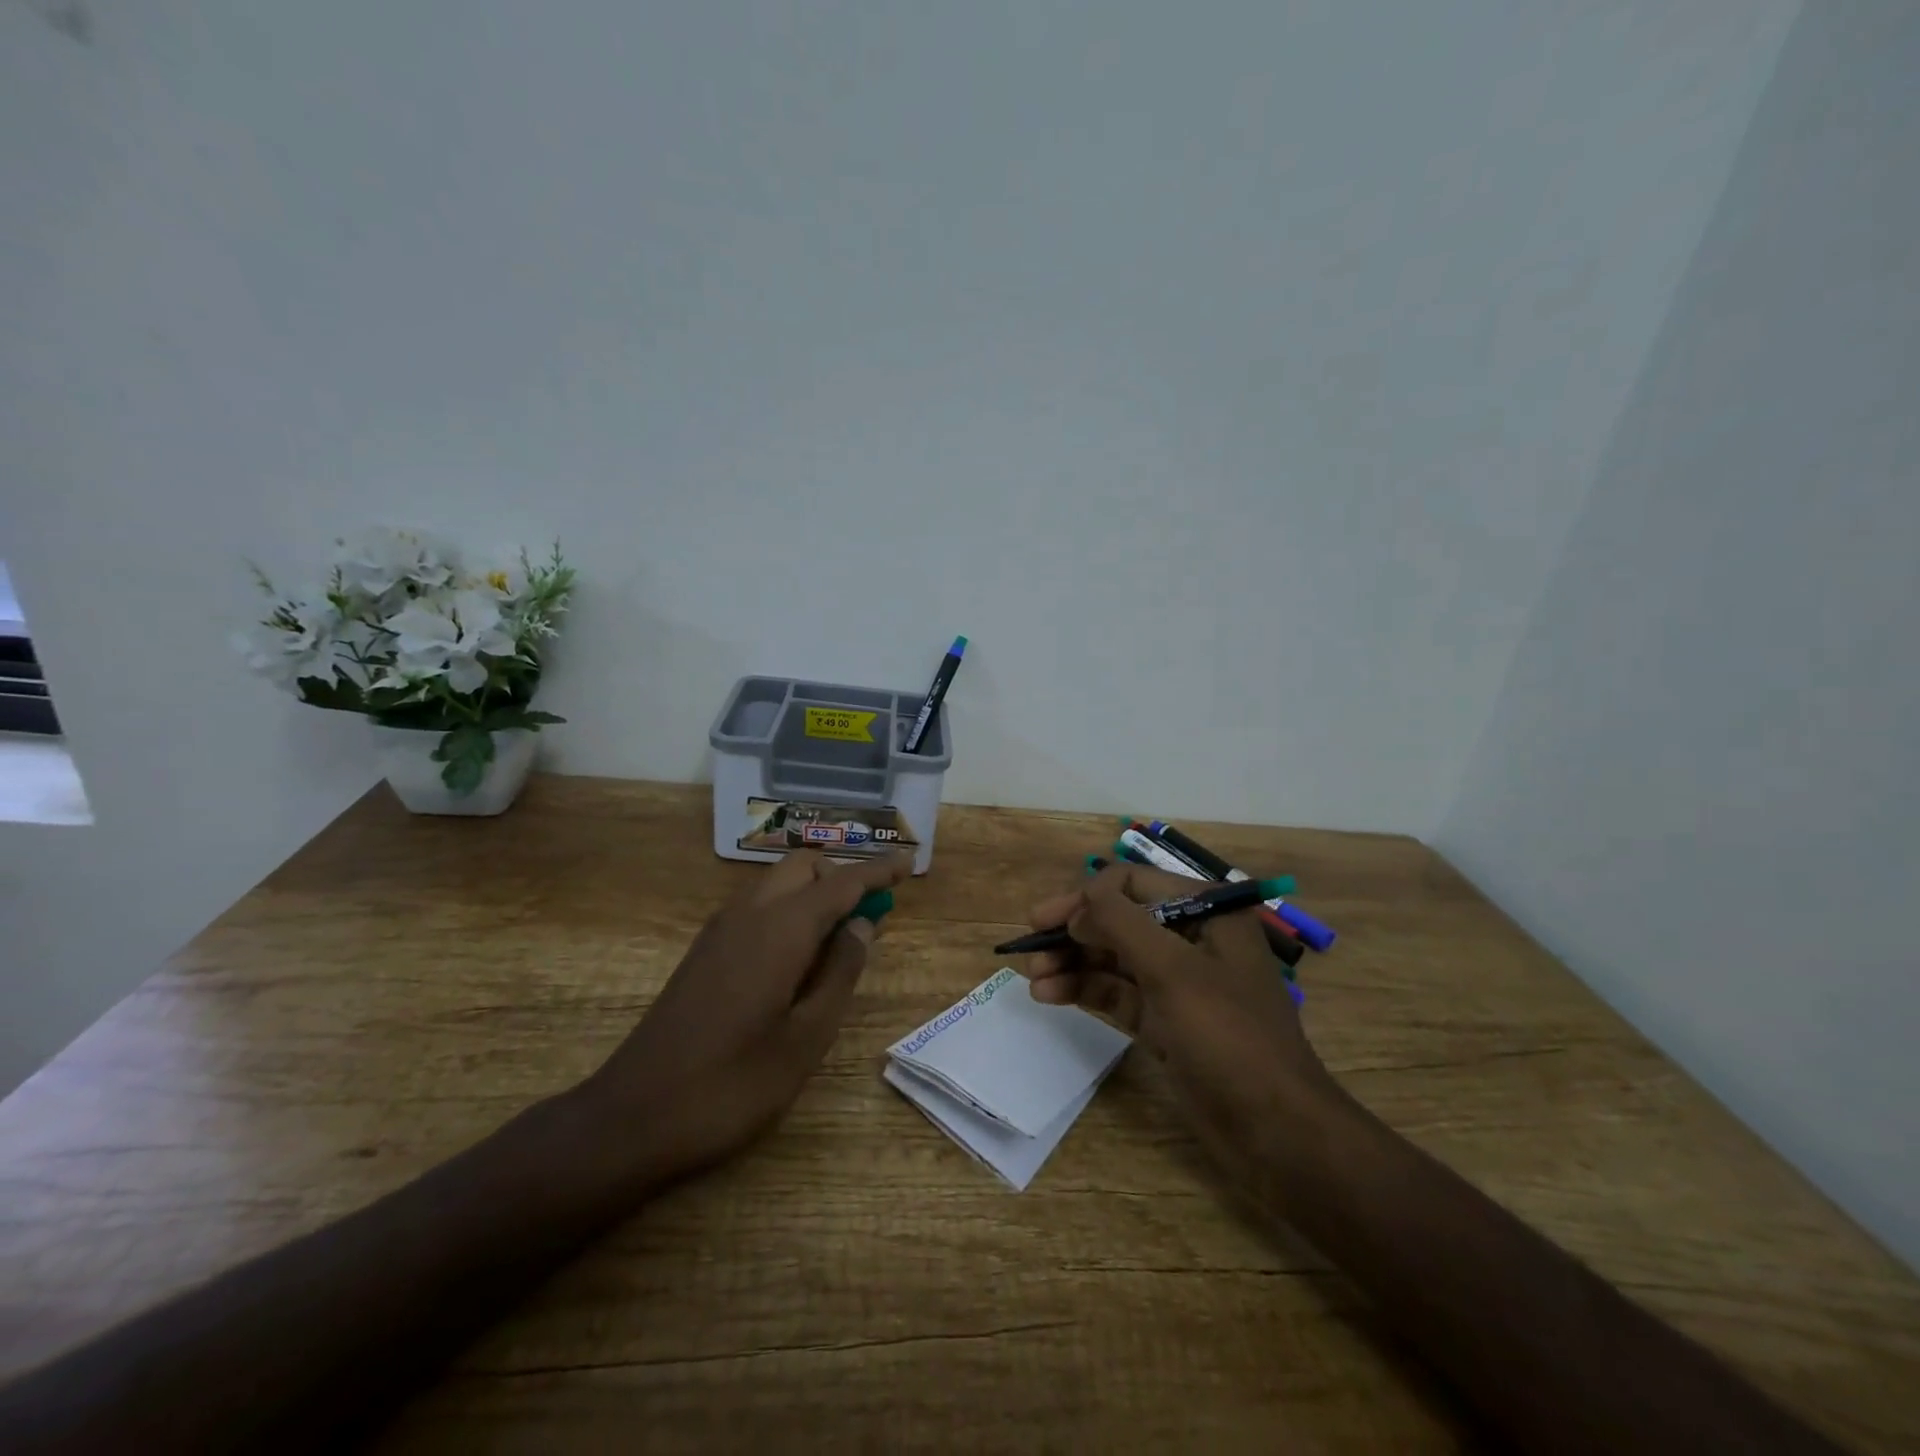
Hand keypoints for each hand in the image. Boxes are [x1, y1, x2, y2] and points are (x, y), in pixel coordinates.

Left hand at [580, 849, 912, 1189]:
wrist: (633, 1117)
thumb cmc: (731, 1085)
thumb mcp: (805, 1039)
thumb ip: (839, 974)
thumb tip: (860, 927)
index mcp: (780, 930)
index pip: (842, 883)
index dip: (879, 871)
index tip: (909, 862)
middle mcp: (749, 914)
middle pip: (804, 867)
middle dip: (841, 878)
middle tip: (869, 918)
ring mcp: (720, 930)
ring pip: (777, 883)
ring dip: (813, 893)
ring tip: (838, 939)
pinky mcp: (704, 951)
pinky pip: (757, 906)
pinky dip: (788, 910)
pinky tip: (797, 958)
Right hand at [1013, 862, 1338, 1176]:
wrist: (1275, 1133)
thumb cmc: (1229, 1038)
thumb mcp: (1173, 970)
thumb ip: (1121, 923)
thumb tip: (1080, 902)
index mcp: (1207, 912)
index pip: (1133, 884)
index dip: (1088, 897)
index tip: (1049, 921)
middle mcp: (1191, 939)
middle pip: (1120, 920)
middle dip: (1074, 932)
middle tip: (1030, 948)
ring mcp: (1178, 982)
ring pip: (1114, 958)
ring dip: (1073, 963)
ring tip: (1032, 979)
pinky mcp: (1165, 1020)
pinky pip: (1118, 993)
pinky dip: (1085, 990)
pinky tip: (1050, 996)